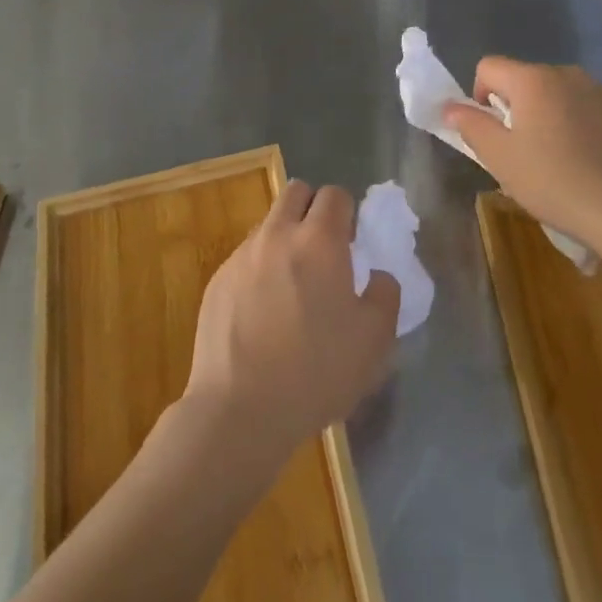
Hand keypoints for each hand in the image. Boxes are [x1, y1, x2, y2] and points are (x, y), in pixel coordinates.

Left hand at [183, 181, 399, 461]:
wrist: (239, 410)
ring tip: (292, 285)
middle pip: (296, 192)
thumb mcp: (374, 341)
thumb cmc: (315, 373)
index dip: (348, 213)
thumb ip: (384, 294)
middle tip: (323, 250)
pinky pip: (246, 256)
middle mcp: (277, 235)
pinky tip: (263, 311)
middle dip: (313, 209)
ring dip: (285, 237)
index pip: (335, 195)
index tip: (351, 244)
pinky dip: (260, 268)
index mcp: (319, 241)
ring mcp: (242, 255)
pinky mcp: (217, 280)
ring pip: (269, 224)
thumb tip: (377, 275)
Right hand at [445, 58, 601, 256]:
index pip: (489, 67)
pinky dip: (583, 127)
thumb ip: (470, 125)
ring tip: (559, 159)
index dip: (479, 95)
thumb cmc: (553, 181)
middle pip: (526, 80)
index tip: (491, 132)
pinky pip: (592, 111)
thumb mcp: (499, 158)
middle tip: (522, 151)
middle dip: (517, 107)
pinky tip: (590, 163)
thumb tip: (451, 107)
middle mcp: (568, 75)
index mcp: (533, 80)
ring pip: (561, 95)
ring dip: (551, 116)